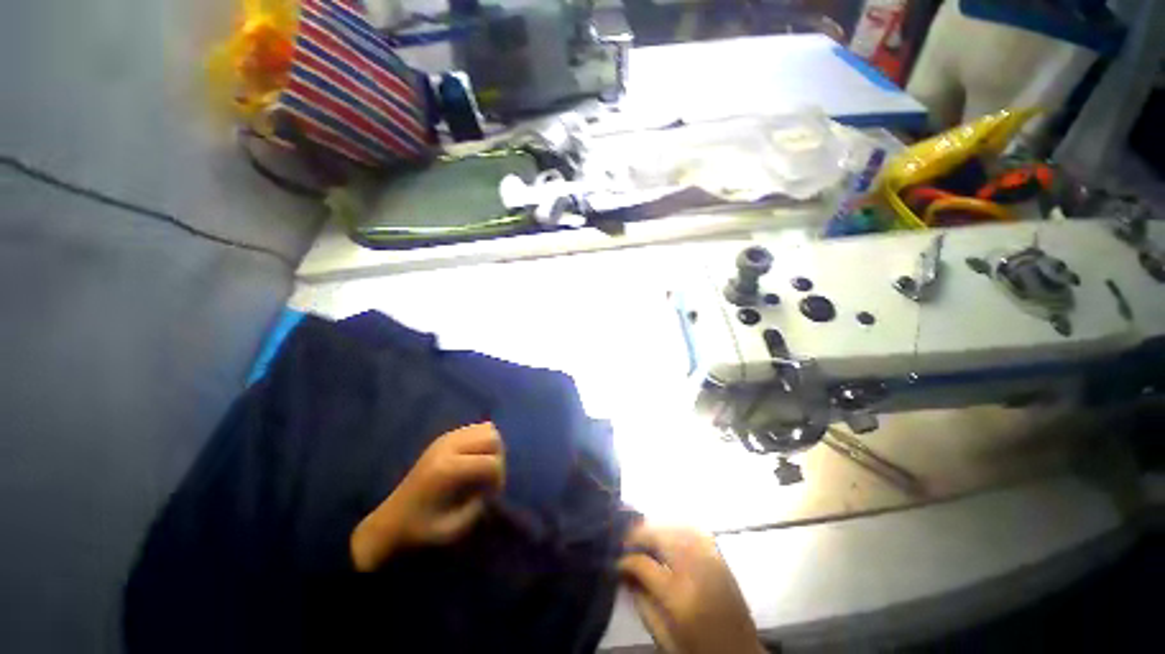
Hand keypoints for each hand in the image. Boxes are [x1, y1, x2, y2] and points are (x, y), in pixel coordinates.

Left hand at [350, 423, 504, 571]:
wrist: (389, 523)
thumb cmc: (421, 531)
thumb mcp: (454, 529)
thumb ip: (481, 504)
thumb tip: (494, 484)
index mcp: (449, 469)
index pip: (492, 462)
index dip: (498, 479)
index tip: (491, 495)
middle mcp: (448, 447)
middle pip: (492, 437)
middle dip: (498, 458)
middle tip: (489, 479)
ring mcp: (446, 438)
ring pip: (487, 428)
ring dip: (492, 448)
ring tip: (482, 468)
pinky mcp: (444, 437)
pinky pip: (476, 428)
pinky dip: (482, 441)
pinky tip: (474, 460)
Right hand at [618, 525, 764, 653]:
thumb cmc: (697, 650)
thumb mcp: (663, 636)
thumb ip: (641, 602)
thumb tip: (625, 573)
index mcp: (679, 596)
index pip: (643, 563)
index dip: (626, 560)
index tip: (617, 562)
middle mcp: (695, 569)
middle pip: (661, 534)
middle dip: (639, 533)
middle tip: (626, 541)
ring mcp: (710, 559)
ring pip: (677, 525)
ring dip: (657, 526)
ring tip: (644, 535)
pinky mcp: (720, 556)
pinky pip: (695, 528)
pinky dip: (678, 525)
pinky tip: (669, 532)